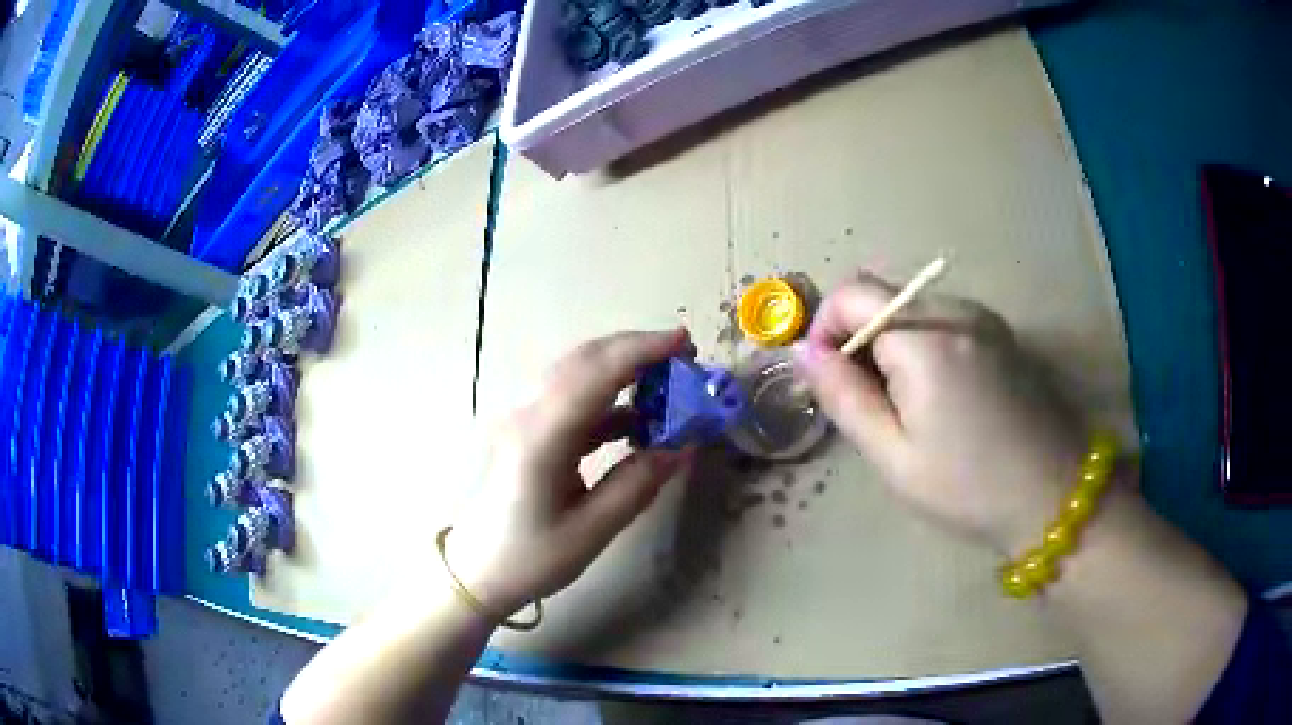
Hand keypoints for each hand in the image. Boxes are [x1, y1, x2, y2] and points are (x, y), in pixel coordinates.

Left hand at [446, 329, 695, 616]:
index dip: (642, 350)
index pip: (596, 374)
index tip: (685, 343)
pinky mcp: (529, 432)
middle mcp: (530, 415)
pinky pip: (573, 401)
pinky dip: (609, 400)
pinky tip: (637, 422)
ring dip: (623, 370)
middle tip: (684, 355)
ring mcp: (526, 421)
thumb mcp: (591, 531)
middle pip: (584, 360)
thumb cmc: (529, 558)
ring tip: (668, 384)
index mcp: (543, 437)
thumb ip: (637, 484)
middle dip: (636, 348)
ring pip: (578, 375)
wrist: (475, 571)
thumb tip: (683, 447)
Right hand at [794, 274, 1086, 555]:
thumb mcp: (895, 456)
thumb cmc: (969, 486)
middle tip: (865, 402)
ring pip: (912, 308)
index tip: (828, 381)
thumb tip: (805, 353)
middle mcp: (955, 310)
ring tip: (903, 406)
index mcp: (925, 337)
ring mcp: (983, 318)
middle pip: (882, 296)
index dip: (824, 328)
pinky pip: (942, 320)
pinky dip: (921, 345)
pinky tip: (938, 397)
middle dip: (857, 338)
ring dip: (890, 343)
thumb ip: (845, 398)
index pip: (851, 294)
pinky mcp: (1000, 334)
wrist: (1054, 494)